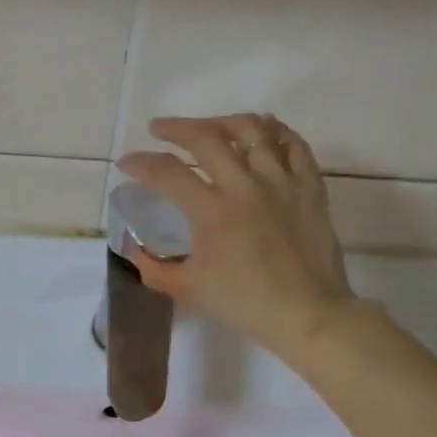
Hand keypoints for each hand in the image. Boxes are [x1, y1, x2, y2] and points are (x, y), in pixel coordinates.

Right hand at [118, 114, 357, 362]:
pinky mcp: (310, 187)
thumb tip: (132, 249)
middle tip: (160, 129)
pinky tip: (263, 132)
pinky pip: (294, 145)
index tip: (126, 163)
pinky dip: (275, 131)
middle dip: (176, 128)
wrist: (307, 314)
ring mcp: (282, 182)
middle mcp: (245, 185)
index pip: (167, 173)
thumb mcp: (189, 289)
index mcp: (212, 211)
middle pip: (207, 138)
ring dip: (224, 122)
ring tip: (210, 127)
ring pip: (253, 130)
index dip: (141, 163)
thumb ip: (154, 267)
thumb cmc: (245, 304)